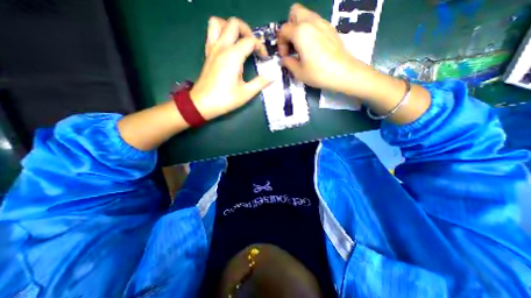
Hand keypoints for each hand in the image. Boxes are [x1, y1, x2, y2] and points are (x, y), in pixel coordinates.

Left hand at [191, 16, 270, 119]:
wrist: (203, 103)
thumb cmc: (225, 99)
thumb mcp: (246, 93)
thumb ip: (260, 83)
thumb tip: (272, 77)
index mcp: (233, 56)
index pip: (250, 41)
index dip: (260, 47)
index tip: (264, 58)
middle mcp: (222, 47)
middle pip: (234, 24)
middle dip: (247, 31)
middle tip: (253, 45)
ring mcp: (212, 49)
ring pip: (218, 23)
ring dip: (230, 27)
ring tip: (239, 40)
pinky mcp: (207, 53)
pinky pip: (211, 33)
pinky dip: (220, 33)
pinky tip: (227, 46)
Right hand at [279, 4, 377, 96]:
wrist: (343, 72)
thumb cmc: (318, 73)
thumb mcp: (299, 72)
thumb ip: (288, 63)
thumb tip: (284, 59)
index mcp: (300, 32)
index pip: (283, 30)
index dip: (281, 44)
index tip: (285, 56)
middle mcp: (310, 22)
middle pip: (294, 12)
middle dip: (289, 27)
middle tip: (292, 44)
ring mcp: (322, 23)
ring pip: (306, 15)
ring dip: (299, 27)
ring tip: (301, 46)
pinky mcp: (330, 28)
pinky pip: (315, 22)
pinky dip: (310, 30)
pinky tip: (312, 46)